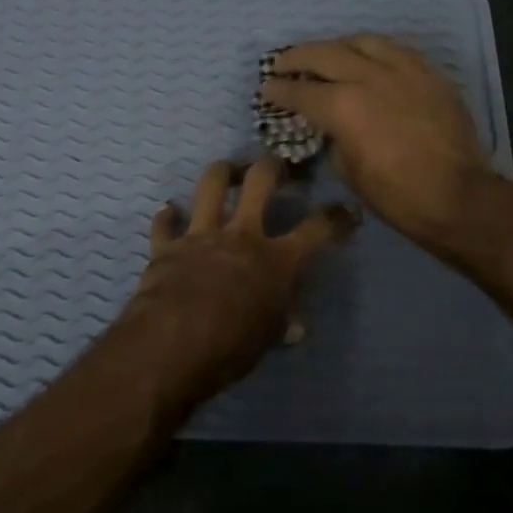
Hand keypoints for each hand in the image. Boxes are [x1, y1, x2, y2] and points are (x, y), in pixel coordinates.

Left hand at [113, 157, 357, 405]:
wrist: (174, 343)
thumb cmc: (233, 346)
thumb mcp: (268, 338)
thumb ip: (281, 324)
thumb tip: (296, 327)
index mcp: (277, 260)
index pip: (317, 230)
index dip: (336, 218)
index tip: (347, 209)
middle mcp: (241, 235)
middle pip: (260, 182)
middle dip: (272, 166)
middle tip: (277, 166)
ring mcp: (201, 235)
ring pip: (211, 186)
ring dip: (221, 172)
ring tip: (227, 169)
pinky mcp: (167, 246)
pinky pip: (165, 224)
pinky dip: (167, 216)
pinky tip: (168, 210)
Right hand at [259, 35, 495, 251]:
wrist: (458, 197)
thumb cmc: (396, 195)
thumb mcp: (348, 170)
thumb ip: (334, 136)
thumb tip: (331, 124)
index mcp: (343, 106)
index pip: (301, 91)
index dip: (278, 90)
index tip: (266, 89)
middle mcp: (370, 77)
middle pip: (325, 53)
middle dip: (297, 57)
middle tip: (282, 63)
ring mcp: (404, 71)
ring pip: (363, 41)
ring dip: (337, 45)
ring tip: (327, 53)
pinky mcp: (430, 74)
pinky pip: (397, 49)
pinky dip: (374, 49)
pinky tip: (369, 57)